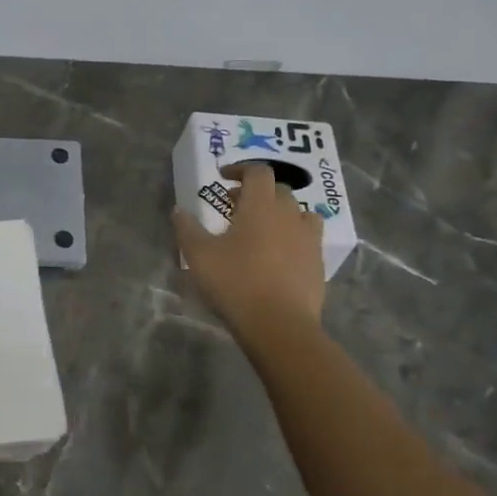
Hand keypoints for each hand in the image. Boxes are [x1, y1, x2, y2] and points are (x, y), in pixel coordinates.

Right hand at [173, 162, 325, 335]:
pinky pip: (307, 238)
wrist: (278, 325)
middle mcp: (289, 215)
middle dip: (257, 192)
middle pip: (279, 190)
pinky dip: (293, 237)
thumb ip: (187, 228)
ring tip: (262, 228)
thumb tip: (179, 210)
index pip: (258, 172)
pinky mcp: (317, 263)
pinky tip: (278, 255)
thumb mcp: (199, 255)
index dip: (241, 170)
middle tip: (234, 207)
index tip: (224, 178)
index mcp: (260, 207)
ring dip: (280, 213)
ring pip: (299, 213)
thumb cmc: (235, 283)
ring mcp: (308, 240)